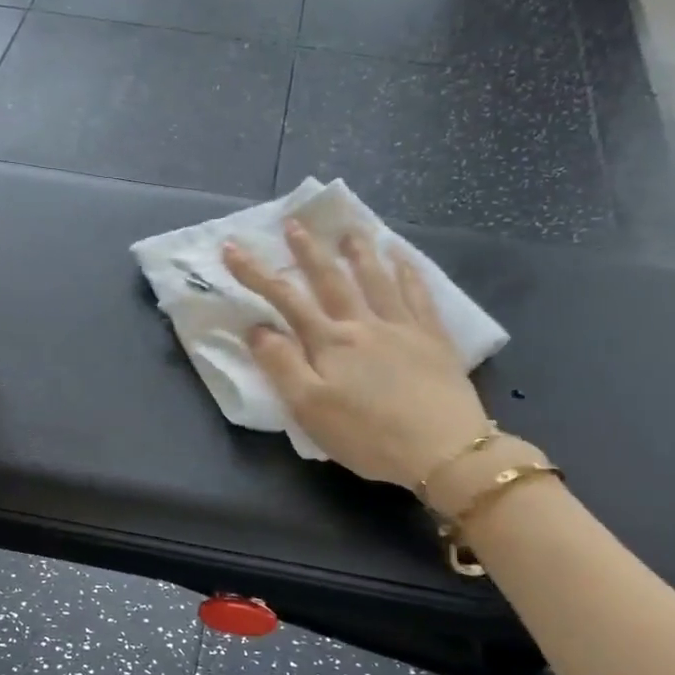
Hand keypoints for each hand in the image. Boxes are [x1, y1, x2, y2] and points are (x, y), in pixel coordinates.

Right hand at [222, 223, 488, 489]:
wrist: (443, 450)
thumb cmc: (368, 436)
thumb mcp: (310, 409)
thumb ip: (281, 366)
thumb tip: (256, 329)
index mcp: (330, 343)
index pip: (285, 299)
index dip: (255, 273)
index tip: (232, 248)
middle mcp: (364, 324)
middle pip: (332, 279)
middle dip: (308, 251)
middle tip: (295, 223)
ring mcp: (403, 328)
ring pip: (377, 279)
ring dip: (359, 251)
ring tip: (350, 229)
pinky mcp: (433, 339)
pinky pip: (419, 295)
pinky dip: (409, 272)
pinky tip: (403, 258)